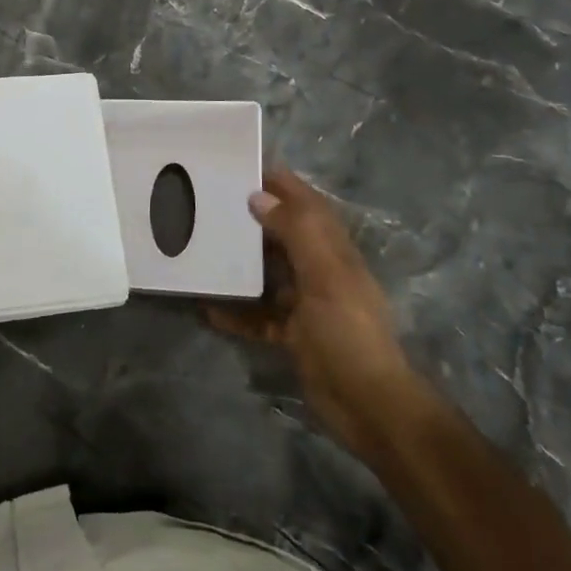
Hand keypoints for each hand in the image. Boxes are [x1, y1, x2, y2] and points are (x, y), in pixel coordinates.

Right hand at [209, 167, 422, 462]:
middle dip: (250, 218)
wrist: (369, 405)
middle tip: (208, 204)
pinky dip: (236, 311)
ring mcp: (306, 303)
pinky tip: (207, 309)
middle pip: (282, 234)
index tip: (241, 165)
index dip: (279, 182)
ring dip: (239, 263)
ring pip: (267, 272)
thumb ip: (296, 231)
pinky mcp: (293, 333)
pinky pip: (258, 314)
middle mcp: (320, 269)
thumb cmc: (348, 331)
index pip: (305, 203)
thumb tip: (258, 196)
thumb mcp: (325, 275)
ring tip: (201, 249)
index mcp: (333, 250)